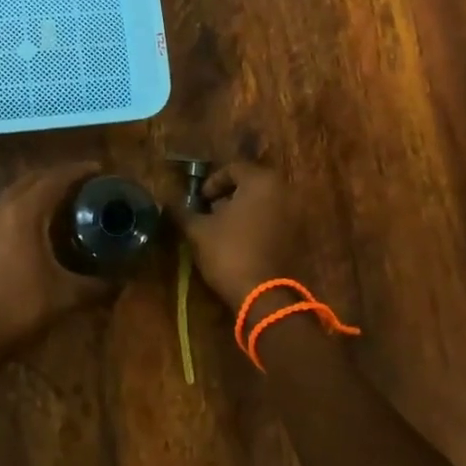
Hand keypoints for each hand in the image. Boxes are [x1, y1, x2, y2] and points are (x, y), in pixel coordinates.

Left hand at [0, 163, 116, 355]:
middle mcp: (0, 206)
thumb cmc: (18, 310)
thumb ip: (98, 284)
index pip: (55, 178)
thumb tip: (125, 279)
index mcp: (23, 211)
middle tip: (86, 185)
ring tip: (65, 200)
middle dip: (60, 176)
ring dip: (40, 189)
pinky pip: (4, 205)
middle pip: (34, 178)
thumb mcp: (65, 296)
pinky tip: (37, 223)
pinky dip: (24, 203)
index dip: (79, 171)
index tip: (101, 170)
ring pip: (16, 190)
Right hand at [167, 162, 303, 310]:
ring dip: (243, 210)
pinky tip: (240, 242)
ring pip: (263, 202)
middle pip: (251, 184)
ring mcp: (295, 215)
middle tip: (210, 212)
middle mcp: (283, 191)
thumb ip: (182, 211)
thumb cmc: (229, 253)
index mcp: (261, 181)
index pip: (233, 169)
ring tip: (223, 229)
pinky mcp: (298, 237)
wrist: (264, 297)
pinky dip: (257, 224)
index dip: (212, 183)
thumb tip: (167, 201)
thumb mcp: (198, 230)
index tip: (200, 200)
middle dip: (228, 195)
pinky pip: (274, 220)